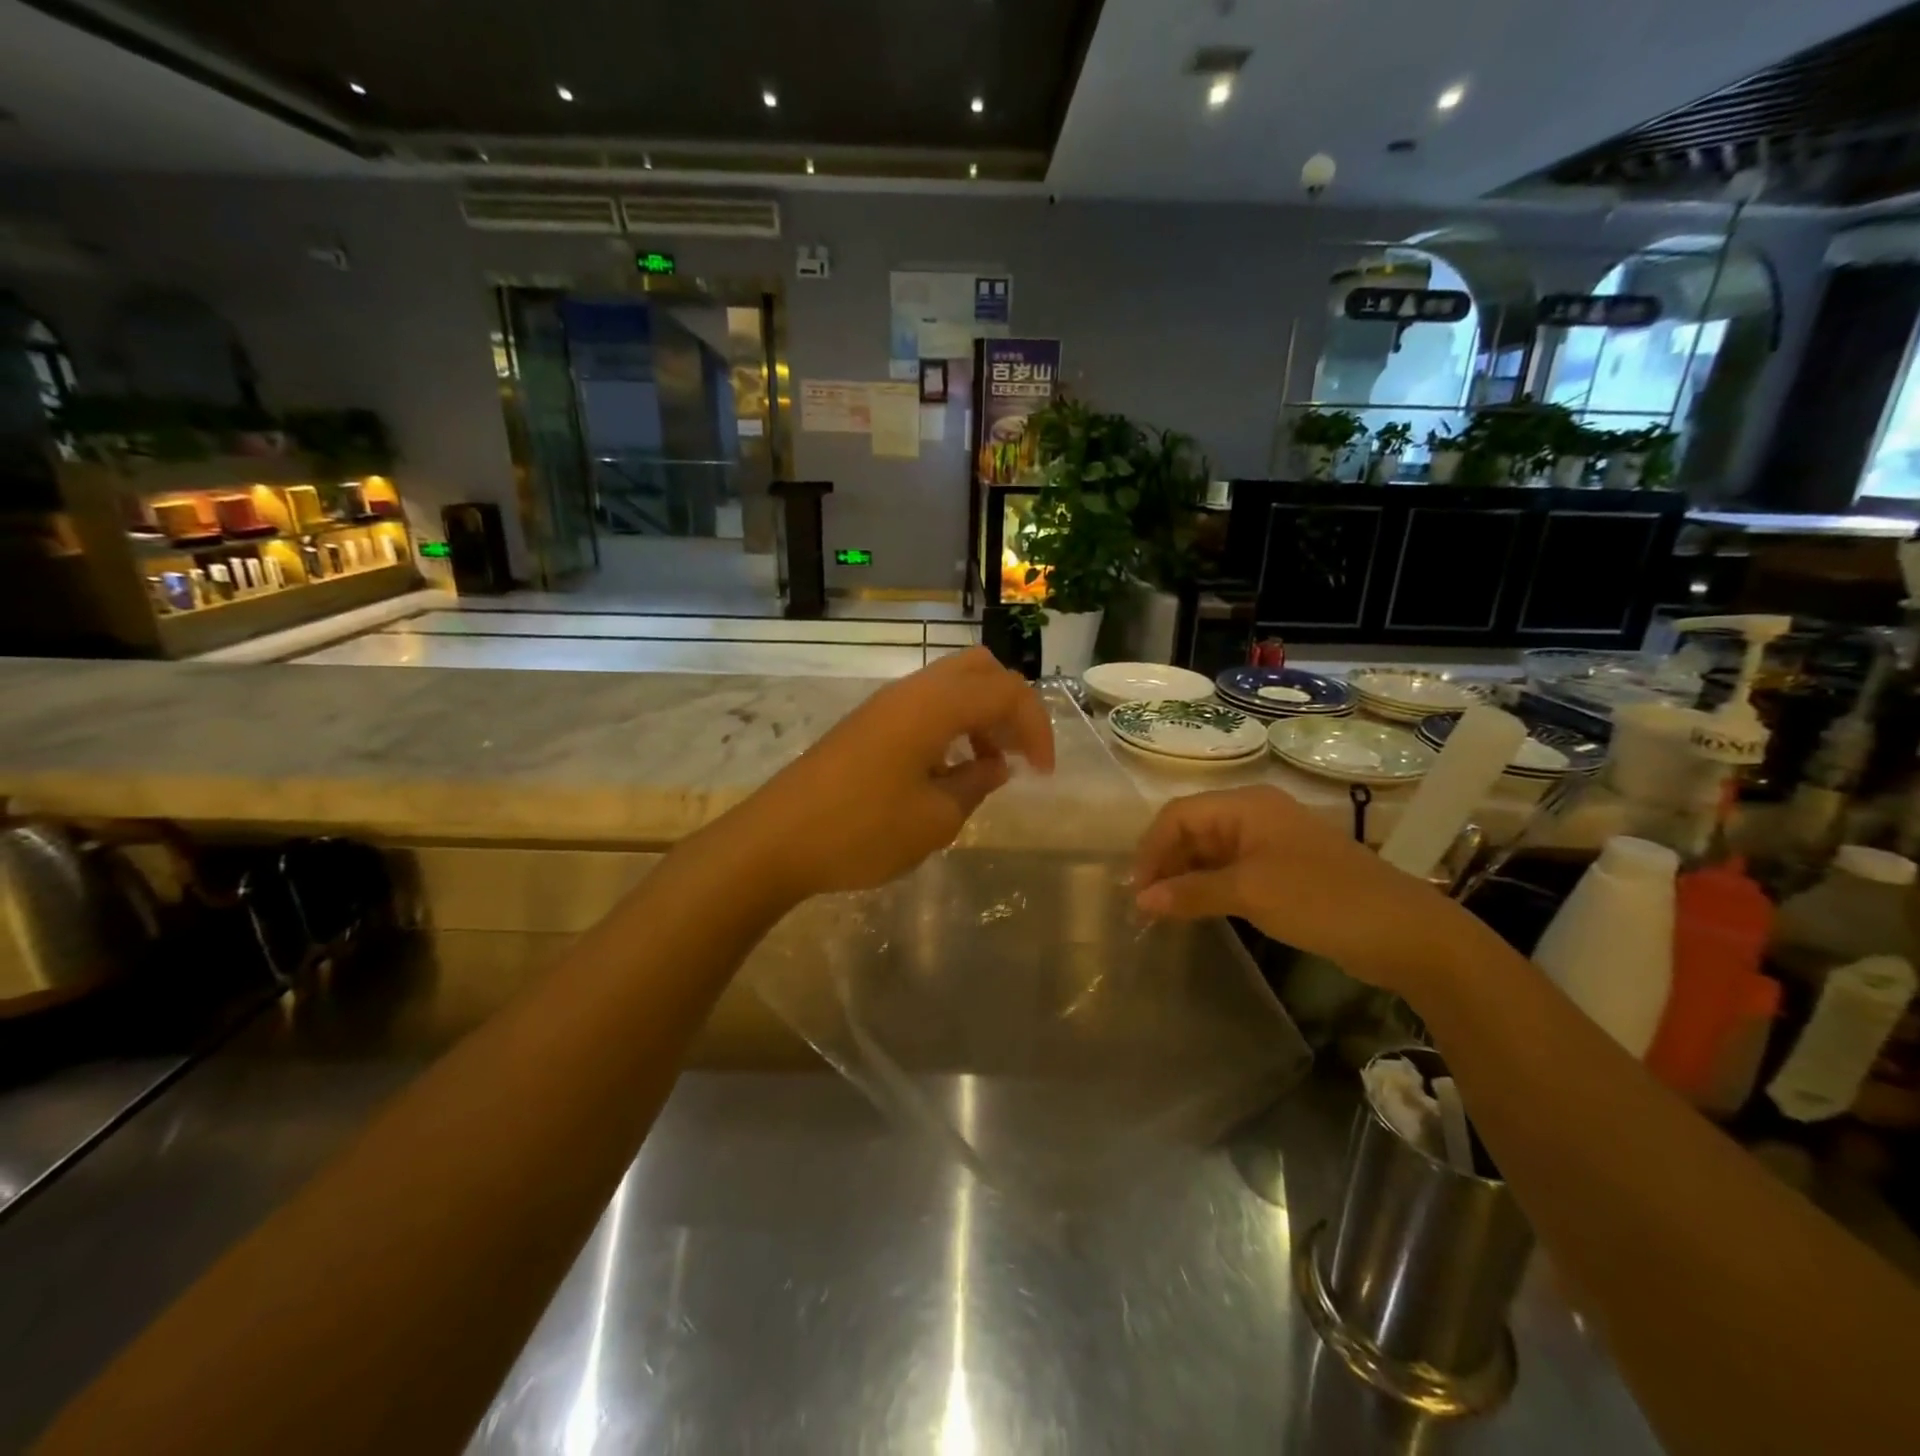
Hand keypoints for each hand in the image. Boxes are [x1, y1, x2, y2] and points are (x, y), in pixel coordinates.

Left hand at [740, 648, 1054, 898]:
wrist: (774, 841)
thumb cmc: (861, 832)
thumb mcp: (935, 819)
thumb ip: (976, 784)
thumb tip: (996, 765)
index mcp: (934, 706)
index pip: (1007, 692)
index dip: (1036, 728)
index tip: (1042, 774)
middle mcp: (911, 691)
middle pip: (980, 669)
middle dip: (1010, 707)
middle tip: (1016, 756)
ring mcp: (884, 704)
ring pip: (950, 685)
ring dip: (980, 716)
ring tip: (985, 767)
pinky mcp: (866, 724)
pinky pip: (924, 706)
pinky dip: (950, 726)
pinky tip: (944, 772)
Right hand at [1131, 785, 1480, 997]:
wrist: (1404, 932)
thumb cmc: (1320, 899)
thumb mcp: (1249, 894)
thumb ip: (1190, 893)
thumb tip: (1141, 900)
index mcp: (1246, 805)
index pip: (1178, 815)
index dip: (1151, 849)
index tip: (1136, 891)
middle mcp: (1255, 815)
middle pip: (1192, 830)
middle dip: (1165, 863)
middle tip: (1146, 904)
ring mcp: (1271, 842)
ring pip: (1210, 851)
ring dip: (1185, 877)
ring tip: (1164, 911)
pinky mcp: (1283, 869)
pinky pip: (1231, 870)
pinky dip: (1209, 887)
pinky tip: (1197, 910)